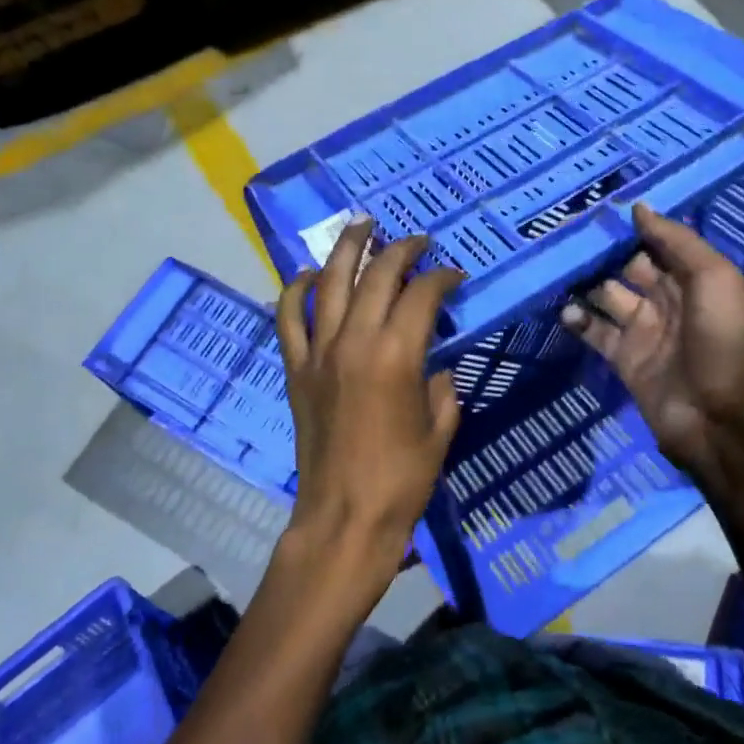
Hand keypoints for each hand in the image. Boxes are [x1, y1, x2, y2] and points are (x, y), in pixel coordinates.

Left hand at [273, 218, 463, 610]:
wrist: (344, 517)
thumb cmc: (402, 478)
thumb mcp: (440, 428)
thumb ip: (440, 386)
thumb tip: (433, 365)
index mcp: (396, 355)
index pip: (422, 294)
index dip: (442, 277)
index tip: (455, 276)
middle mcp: (354, 340)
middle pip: (376, 275)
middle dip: (400, 250)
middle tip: (417, 240)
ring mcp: (319, 352)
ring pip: (328, 282)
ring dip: (346, 248)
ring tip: (361, 225)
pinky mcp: (296, 368)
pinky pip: (289, 317)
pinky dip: (295, 290)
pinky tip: (308, 274)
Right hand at [562, 203, 743, 487]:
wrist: (722, 420)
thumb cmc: (723, 341)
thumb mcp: (714, 279)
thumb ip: (677, 241)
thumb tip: (638, 207)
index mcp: (692, 278)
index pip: (655, 243)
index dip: (628, 226)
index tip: (593, 206)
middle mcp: (666, 299)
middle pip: (626, 266)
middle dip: (599, 250)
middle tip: (560, 231)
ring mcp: (643, 330)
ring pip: (605, 296)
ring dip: (582, 282)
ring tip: (550, 264)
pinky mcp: (624, 359)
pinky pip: (595, 332)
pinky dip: (577, 320)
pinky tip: (561, 308)